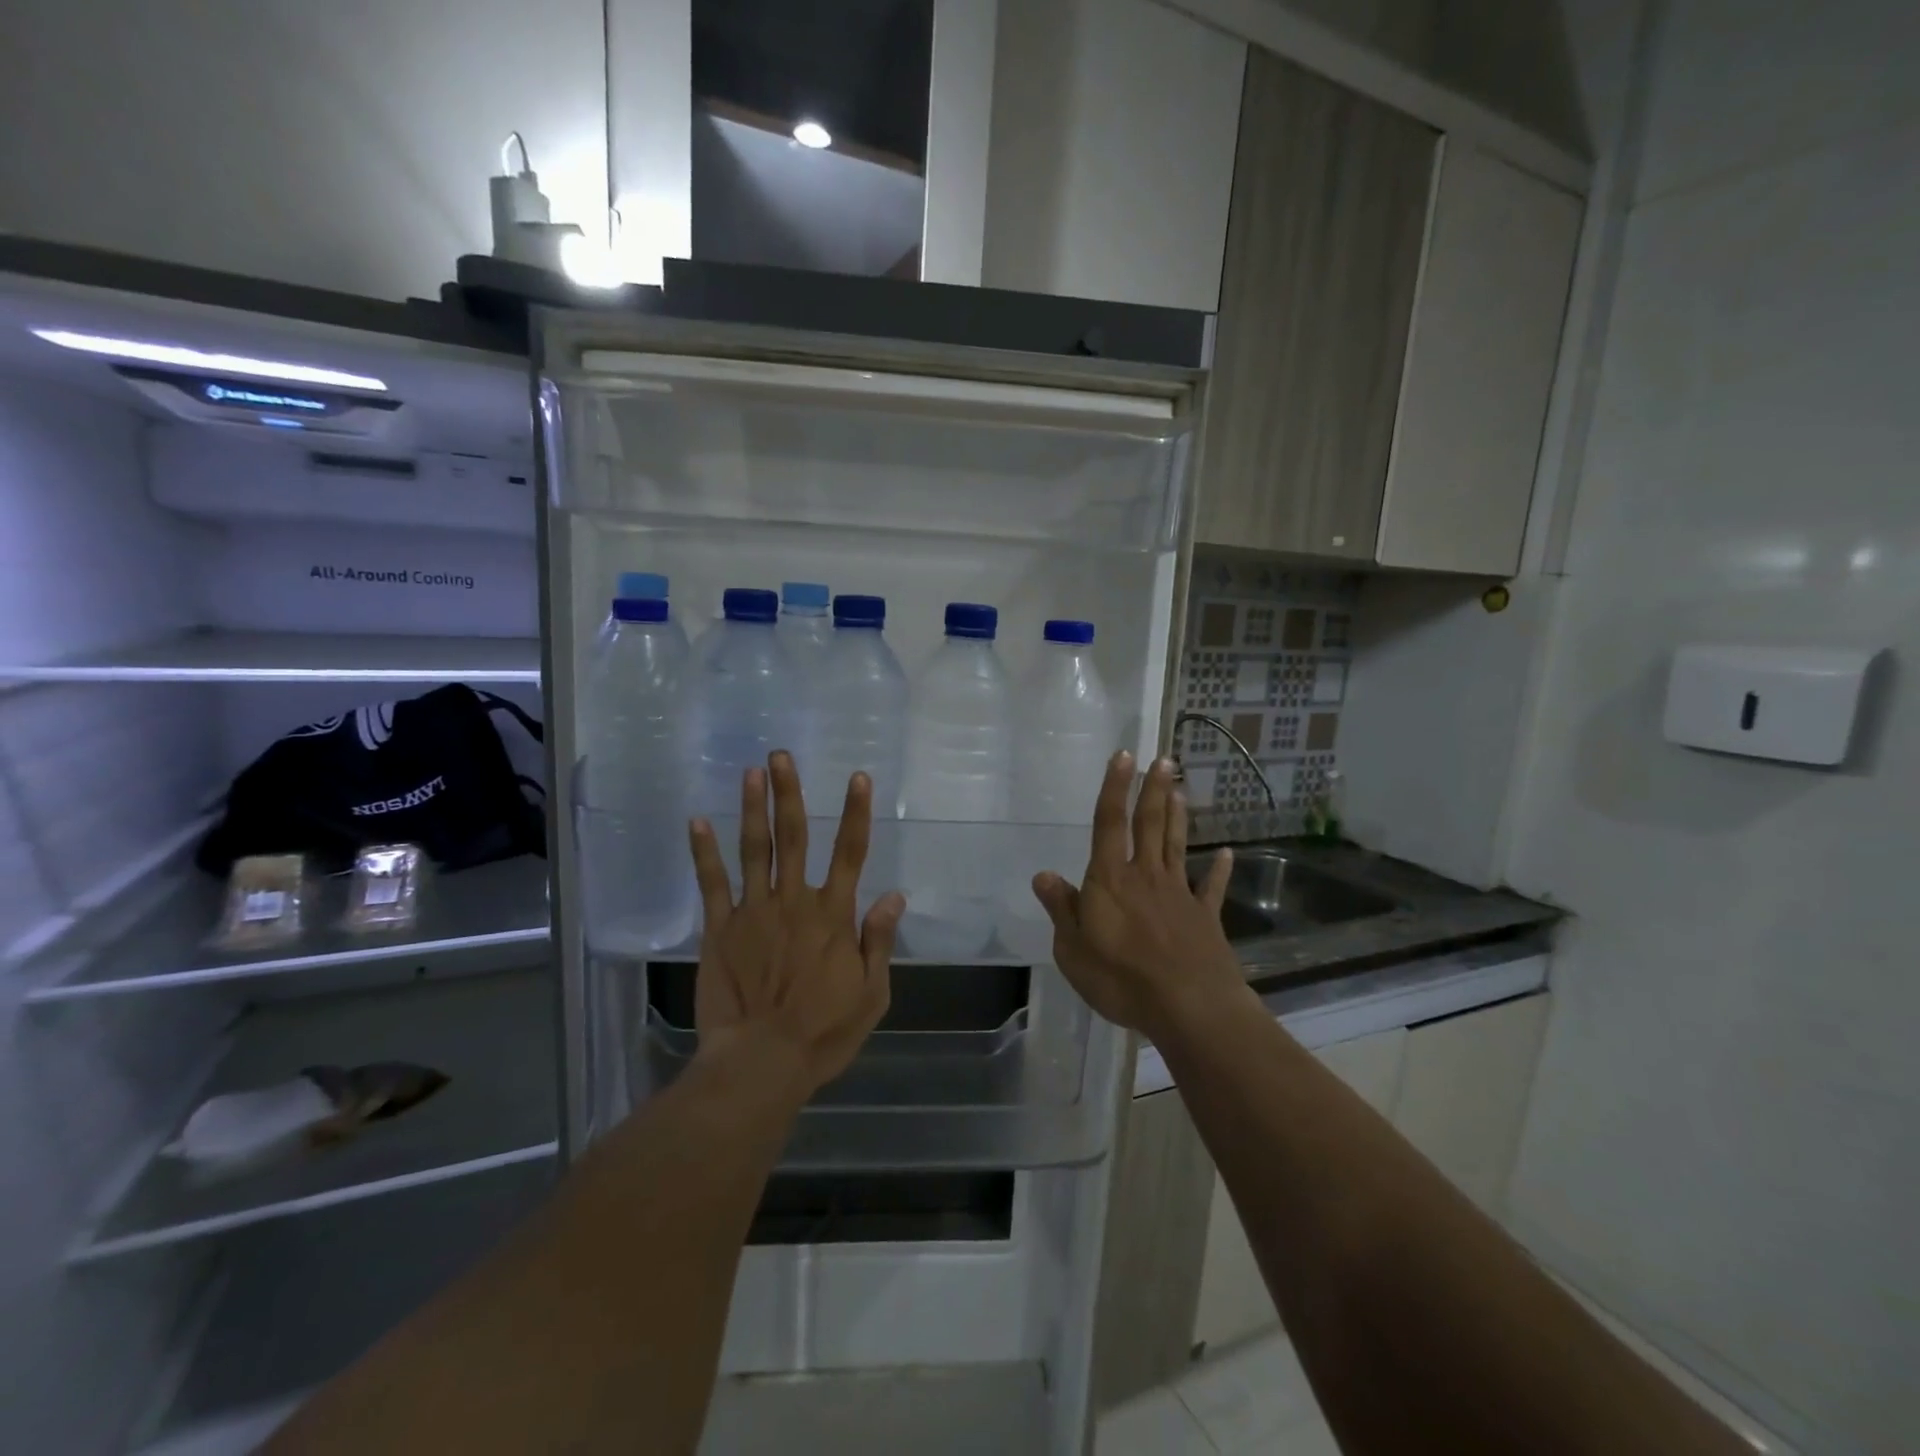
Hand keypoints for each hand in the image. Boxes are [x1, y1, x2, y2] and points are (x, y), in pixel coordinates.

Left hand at [688, 752, 903, 1097]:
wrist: (762, 1062)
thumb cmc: (823, 1032)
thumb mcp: (871, 994)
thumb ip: (879, 941)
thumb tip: (893, 896)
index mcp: (833, 915)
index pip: (850, 852)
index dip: (856, 813)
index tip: (857, 777)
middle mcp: (794, 901)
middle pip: (794, 836)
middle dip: (789, 793)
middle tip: (781, 755)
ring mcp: (753, 912)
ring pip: (754, 849)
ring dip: (753, 808)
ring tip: (751, 772)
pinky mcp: (720, 929)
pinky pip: (712, 884)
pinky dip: (704, 852)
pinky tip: (697, 821)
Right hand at [1031, 751, 1245, 1036]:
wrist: (1189, 1007)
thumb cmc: (1121, 979)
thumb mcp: (1073, 949)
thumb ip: (1062, 909)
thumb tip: (1043, 875)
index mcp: (1110, 880)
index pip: (1109, 824)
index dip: (1114, 788)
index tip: (1124, 756)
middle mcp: (1145, 876)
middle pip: (1149, 825)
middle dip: (1154, 790)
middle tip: (1165, 760)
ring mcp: (1179, 894)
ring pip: (1176, 846)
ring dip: (1177, 816)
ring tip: (1180, 789)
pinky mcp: (1205, 918)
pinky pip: (1210, 888)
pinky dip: (1218, 870)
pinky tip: (1225, 853)